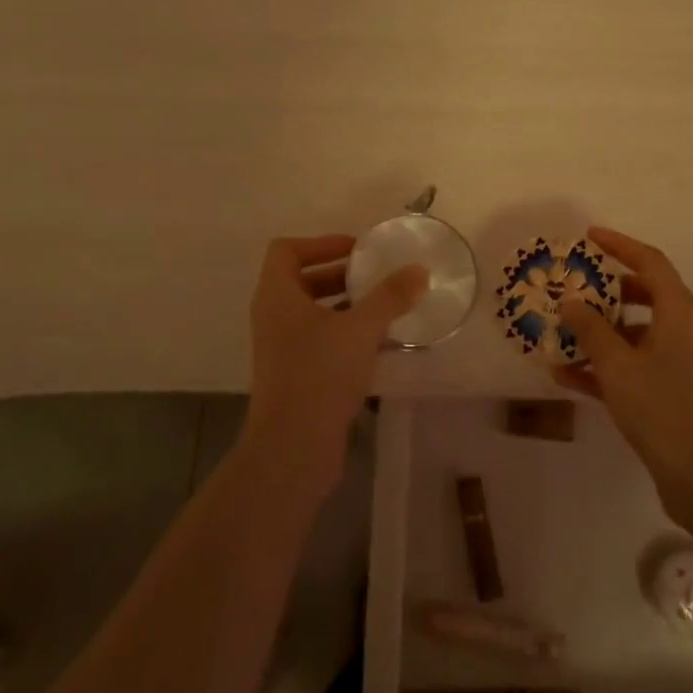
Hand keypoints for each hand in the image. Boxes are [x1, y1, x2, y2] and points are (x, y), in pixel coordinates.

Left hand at [243, 234, 428, 497]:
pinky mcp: (294, 376)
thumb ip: (390, 296)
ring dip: (345, 305)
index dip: (320, 243)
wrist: (292, 450)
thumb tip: (419, 269)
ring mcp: (281, 349)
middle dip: (339, 274)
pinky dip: (345, 334)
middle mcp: (273, 317)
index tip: (356, 250)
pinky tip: (379, 345)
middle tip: (375, 276)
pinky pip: (319, 341)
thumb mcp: (360, 329)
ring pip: (312, 313)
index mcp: (276, 296)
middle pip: (301, 279)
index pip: (286, 250)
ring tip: (383, 307)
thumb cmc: (319, 375)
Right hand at [555, 226, 692, 521]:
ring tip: (561, 334)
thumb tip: (570, 302)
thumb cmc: (662, 406)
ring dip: (600, 332)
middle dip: (605, 290)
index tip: (589, 237)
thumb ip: (590, 329)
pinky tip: (567, 376)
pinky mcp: (673, 390)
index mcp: (679, 310)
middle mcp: (684, 328)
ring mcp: (680, 361)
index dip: (619, 245)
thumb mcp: (617, 365)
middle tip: (572, 286)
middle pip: (642, 294)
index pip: (649, 261)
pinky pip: (634, 364)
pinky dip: (606, 365)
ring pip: (635, 332)